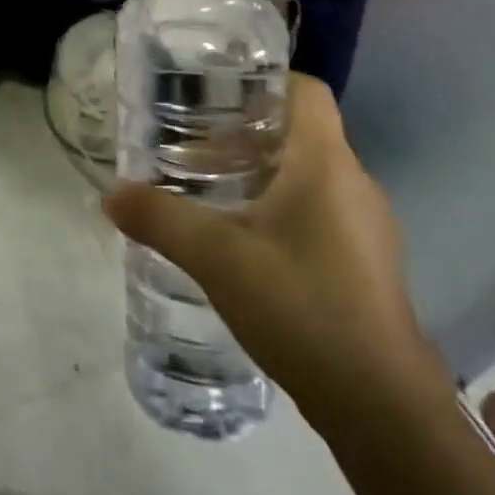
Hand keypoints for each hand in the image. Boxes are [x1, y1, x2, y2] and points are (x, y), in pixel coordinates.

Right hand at [104, 74, 448, 429]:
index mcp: (326, 165)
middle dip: (244, 135)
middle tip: (192, 149)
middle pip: (299, 133)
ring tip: (209, 195)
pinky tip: (243, 245)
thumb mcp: (217, 259)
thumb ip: (160, 220)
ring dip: (260, 175)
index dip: (263, 82)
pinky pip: (319, 213)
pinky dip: (280, 210)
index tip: (215, 95)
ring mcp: (367, 228)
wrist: (383, 411)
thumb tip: (111, 194)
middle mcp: (354, 185)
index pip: (306, 91)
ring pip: (308, 176)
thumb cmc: (303, 308)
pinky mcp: (366, 264)